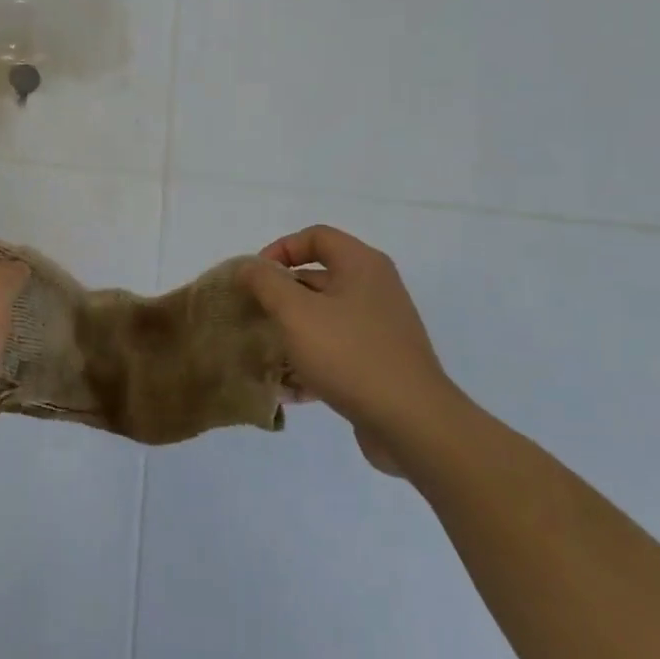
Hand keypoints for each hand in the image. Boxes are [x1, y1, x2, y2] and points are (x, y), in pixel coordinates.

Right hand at [241, 225, 465, 475]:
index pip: (315, 237)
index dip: (280, 249)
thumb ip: (266, 283)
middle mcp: (375, 288)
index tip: (255, 278)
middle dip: (280, 294)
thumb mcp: (295, 312)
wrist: (411, 422)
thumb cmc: (349, 354)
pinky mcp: (380, 361)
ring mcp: (380, 327)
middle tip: (252, 314)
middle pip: (318, 277)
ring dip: (292, 330)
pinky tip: (288, 388)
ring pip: (325, 316)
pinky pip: (337, 348)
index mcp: (361, 265)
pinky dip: (312, 359)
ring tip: (264, 351)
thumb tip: (248, 267)